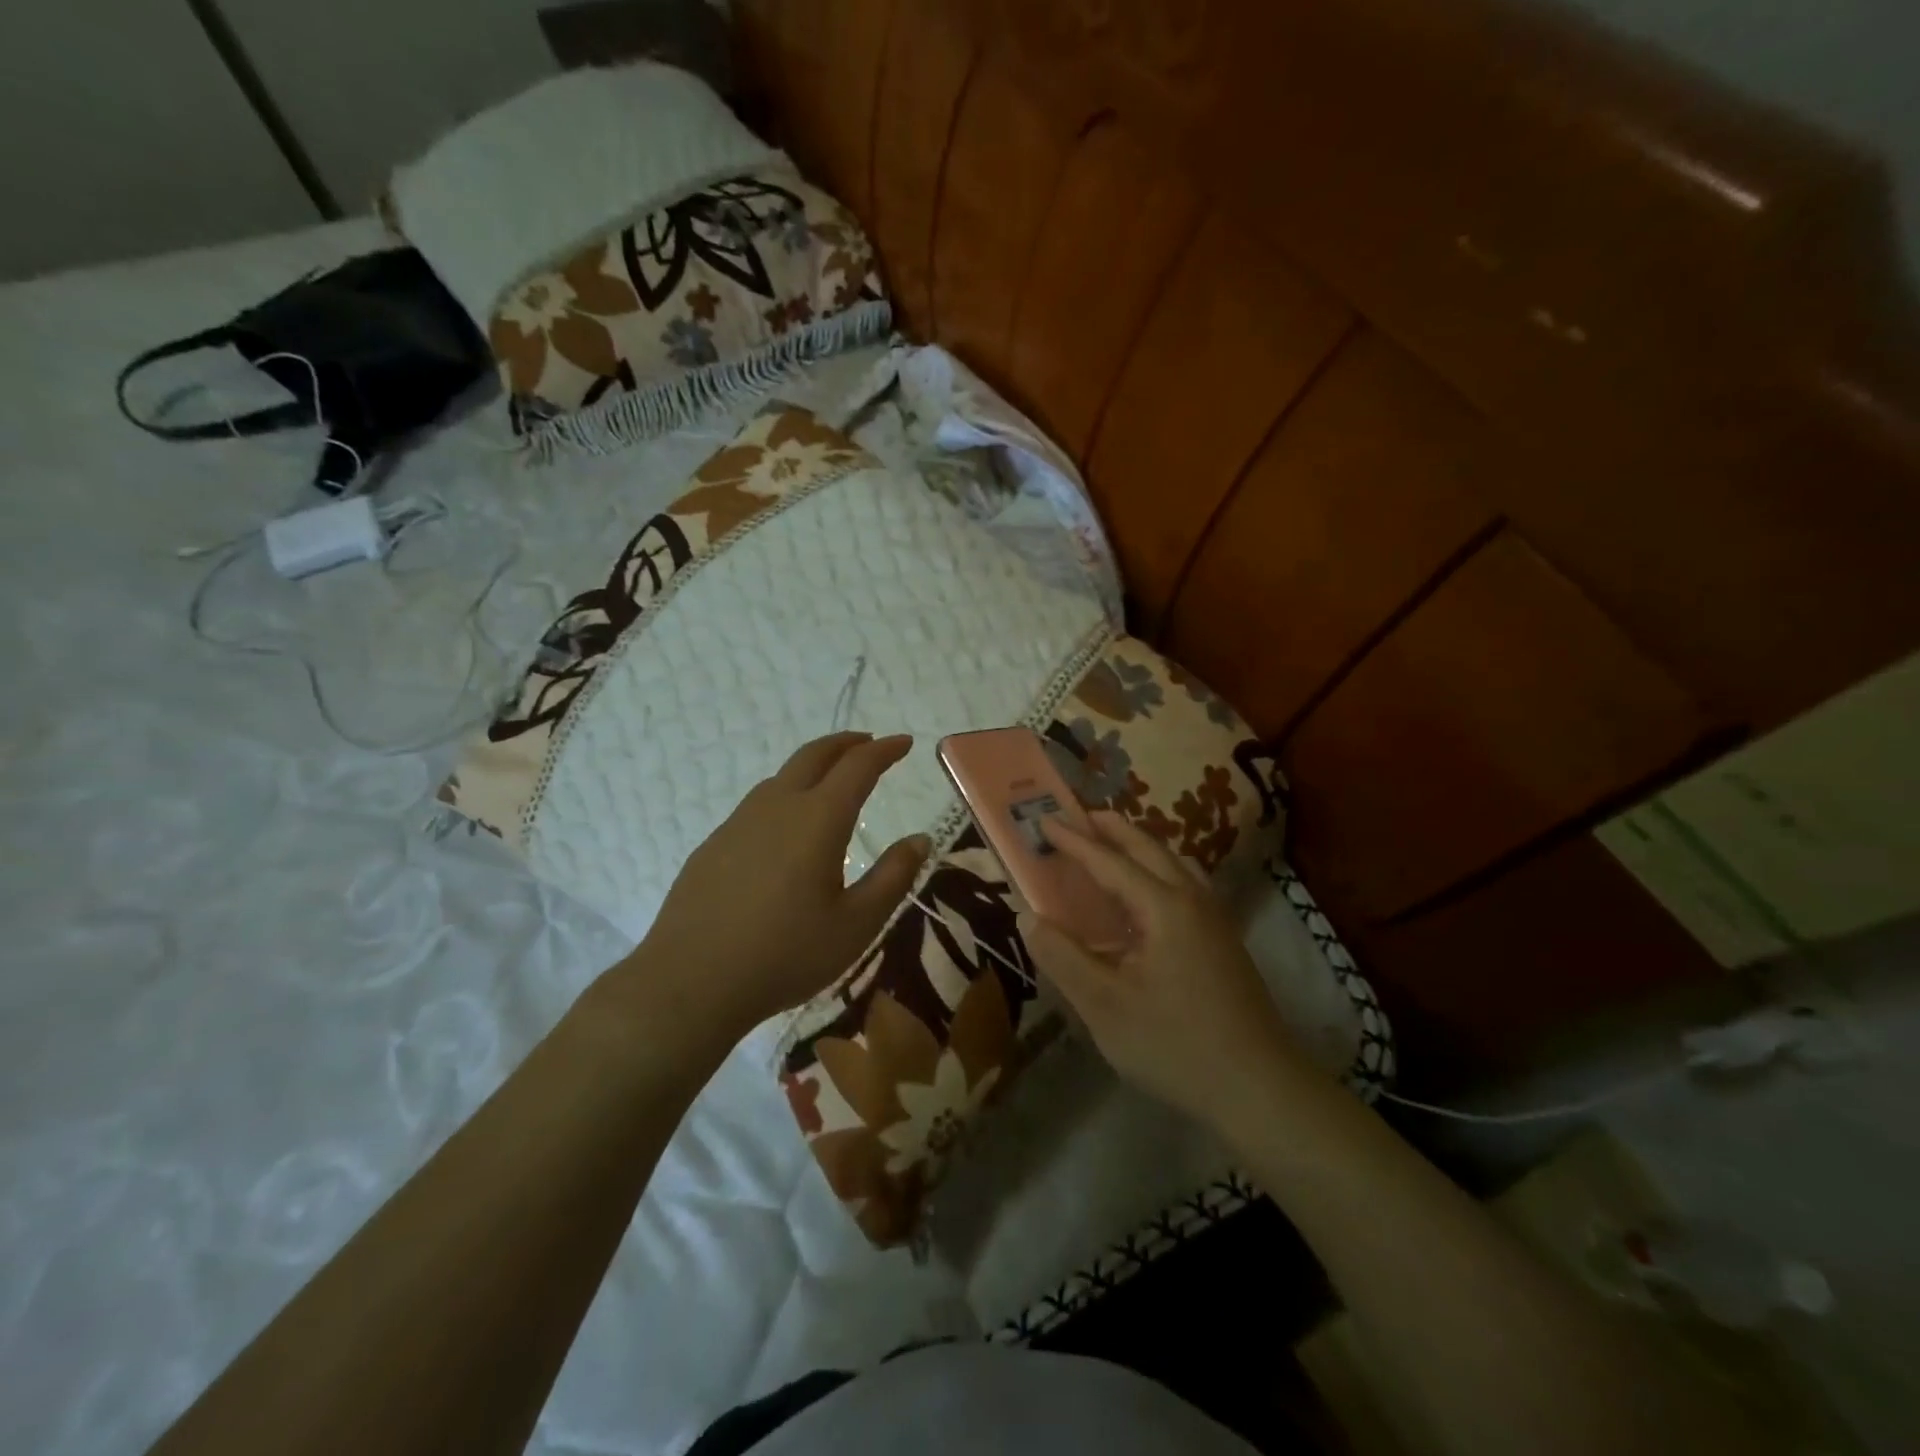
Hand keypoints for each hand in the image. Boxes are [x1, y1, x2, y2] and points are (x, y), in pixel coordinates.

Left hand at [606, 732, 930, 1044]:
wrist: (690, 982)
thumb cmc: (786, 954)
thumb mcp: (856, 924)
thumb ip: (893, 877)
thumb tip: (920, 839)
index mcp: (819, 819)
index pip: (858, 766)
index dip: (885, 750)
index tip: (904, 742)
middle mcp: (778, 806)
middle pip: (815, 755)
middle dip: (846, 743)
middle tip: (869, 742)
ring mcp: (739, 822)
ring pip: (782, 776)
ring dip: (813, 766)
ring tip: (831, 780)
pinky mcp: (714, 843)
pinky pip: (758, 804)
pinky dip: (785, 795)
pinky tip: (785, 828)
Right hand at [1019, 811, 1307, 1127]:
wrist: (1260, 1088)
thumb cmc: (1175, 1045)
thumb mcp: (1105, 1006)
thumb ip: (1062, 956)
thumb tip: (1027, 915)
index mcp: (1163, 907)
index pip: (1110, 862)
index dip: (1074, 842)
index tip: (1045, 822)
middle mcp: (1192, 900)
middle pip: (1149, 848)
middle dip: (1113, 829)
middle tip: (1080, 816)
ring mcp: (1215, 920)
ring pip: (1174, 863)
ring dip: (1139, 846)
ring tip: (1112, 846)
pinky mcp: (1224, 941)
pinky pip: (1185, 884)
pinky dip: (1158, 870)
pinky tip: (1148, 897)